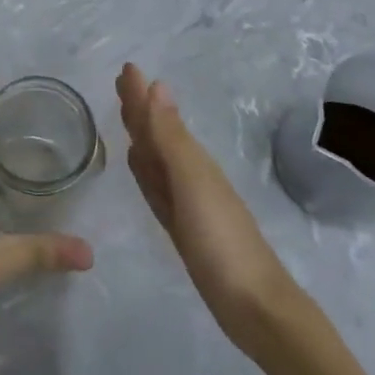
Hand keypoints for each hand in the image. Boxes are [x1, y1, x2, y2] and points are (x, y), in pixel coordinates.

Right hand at [117, 63, 300, 353]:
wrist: (253, 306)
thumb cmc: (221, 241)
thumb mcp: (192, 184)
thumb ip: (171, 138)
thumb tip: (157, 85)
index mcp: (191, 160)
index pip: (159, 118)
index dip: (142, 94)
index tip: (126, 68)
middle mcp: (189, 174)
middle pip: (158, 133)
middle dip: (140, 108)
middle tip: (121, 83)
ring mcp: (187, 202)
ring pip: (156, 158)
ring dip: (141, 135)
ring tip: (127, 115)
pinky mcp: (182, 228)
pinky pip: (157, 188)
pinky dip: (145, 171)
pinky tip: (138, 165)